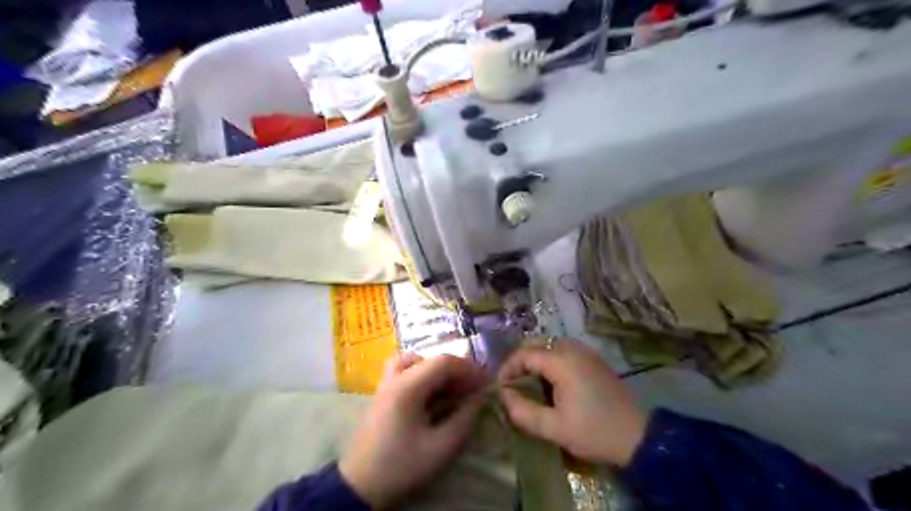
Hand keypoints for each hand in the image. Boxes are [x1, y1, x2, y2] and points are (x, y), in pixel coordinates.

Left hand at [337, 354, 486, 507]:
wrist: (360, 486)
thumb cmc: (402, 466)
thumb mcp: (441, 448)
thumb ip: (465, 419)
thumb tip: (481, 398)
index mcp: (408, 387)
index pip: (443, 362)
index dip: (468, 369)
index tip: (485, 383)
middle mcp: (395, 378)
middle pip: (430, 359)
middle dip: (455, 370)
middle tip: (471, 388)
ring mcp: (385, 385)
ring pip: (413, 360)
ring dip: (436, 369)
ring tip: (450, 387)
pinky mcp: (382, 395)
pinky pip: (403, 371)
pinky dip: (420, 374)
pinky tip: (430, 395)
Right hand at [497, 340, 646, 467]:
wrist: (638, 437)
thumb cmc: (594, 432)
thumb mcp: (554, 428)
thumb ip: (523, 412)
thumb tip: (503, 396)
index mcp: (562, 362)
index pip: (524, 354)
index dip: (508, 368)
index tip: (501, 388)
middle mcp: (573, 349)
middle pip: (536, 344)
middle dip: (520, 362)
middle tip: (513, 385)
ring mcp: (585, 352)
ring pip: (549, 345)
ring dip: (535, 360)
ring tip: (529, 383)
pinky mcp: (594, 359)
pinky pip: (563, 350)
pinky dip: (550, 361)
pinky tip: (551, 382)